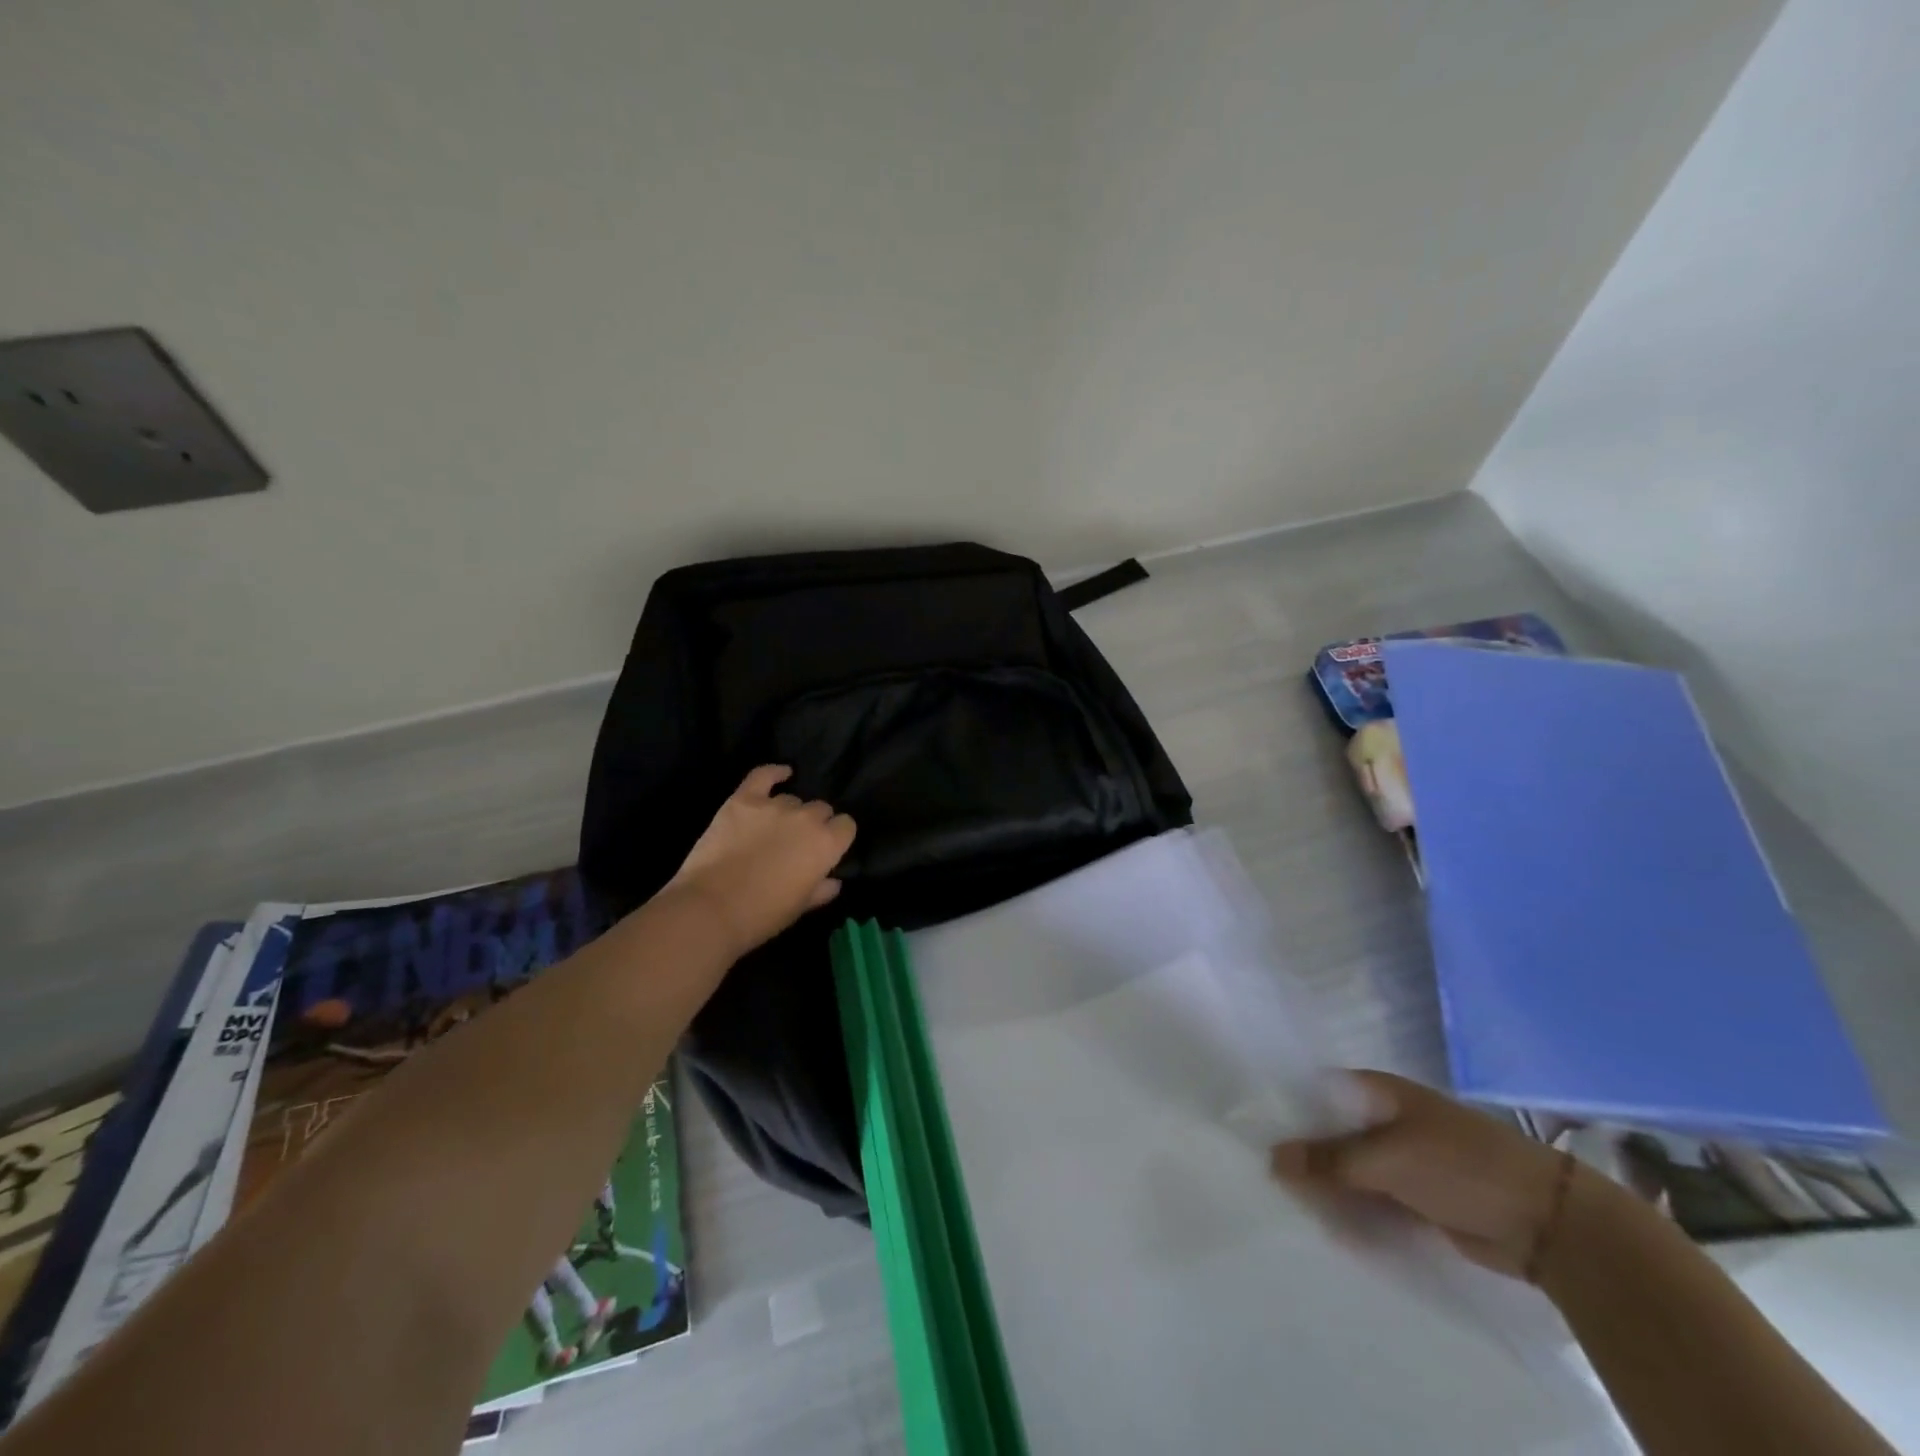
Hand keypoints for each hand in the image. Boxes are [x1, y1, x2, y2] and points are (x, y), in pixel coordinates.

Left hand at [668, 766, 856, 957]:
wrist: (710, 909)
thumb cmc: (762, 916)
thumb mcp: (800, 907)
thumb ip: (821, 890)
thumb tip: (833, 881)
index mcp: (826, 844)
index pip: (846, 825)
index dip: (837, 837)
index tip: (826, 850)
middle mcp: (806, 818)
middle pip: (821, 809)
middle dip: (814, 823)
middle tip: (797, 843)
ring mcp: (773, 805)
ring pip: (792, 799)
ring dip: (789, 812)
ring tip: (773, 829)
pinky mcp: (742, 800)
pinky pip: (763, 776)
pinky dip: (774, 773)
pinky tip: (782, 773)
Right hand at [1270, 1071, 1574, 1279]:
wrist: (1550, 1224)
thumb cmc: (1462, 1166)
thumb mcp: (1388, 1159)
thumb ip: (1329, 1160)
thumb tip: (1272, 1159)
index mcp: (1378, 1092)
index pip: (1318, 1092)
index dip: (1289, 1110)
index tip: (1255, 1133)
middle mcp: (1386, 1119)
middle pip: (1332, 1135)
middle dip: (1308, 1159)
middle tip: (1273, 1183)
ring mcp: (1404, 1158)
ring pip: (1351, 1171)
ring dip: (1332, 1191)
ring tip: (1301, 1212)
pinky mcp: (1419, 1196)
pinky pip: (1374, 1201)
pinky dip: (1357, 1214)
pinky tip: (1337, 1231)